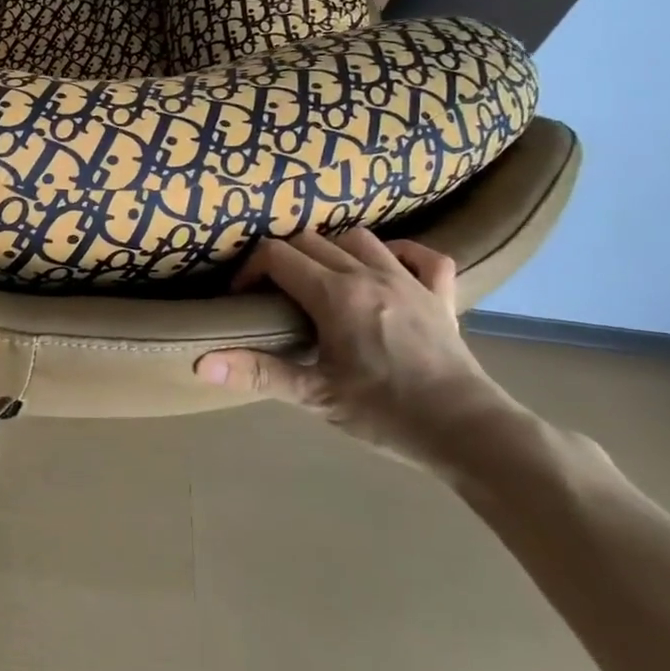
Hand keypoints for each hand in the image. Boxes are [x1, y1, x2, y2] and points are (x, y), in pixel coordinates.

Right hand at [196, 228, 532, 477]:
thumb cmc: (386, 413)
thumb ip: (258, 373)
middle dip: (283, 259)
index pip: (277, 255)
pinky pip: (424, 255)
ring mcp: (409, 280)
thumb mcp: (315, 396)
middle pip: (311, 240)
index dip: (251, 269)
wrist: (469, 432)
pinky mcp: (441, 295)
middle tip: (274, 293)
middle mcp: (369, 274)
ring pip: (360, 238)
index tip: (243, 297)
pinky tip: (387, 269)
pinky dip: (402, 253)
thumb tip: (201, 363)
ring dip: (332, 249)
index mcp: (335, 295)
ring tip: (321, 278)